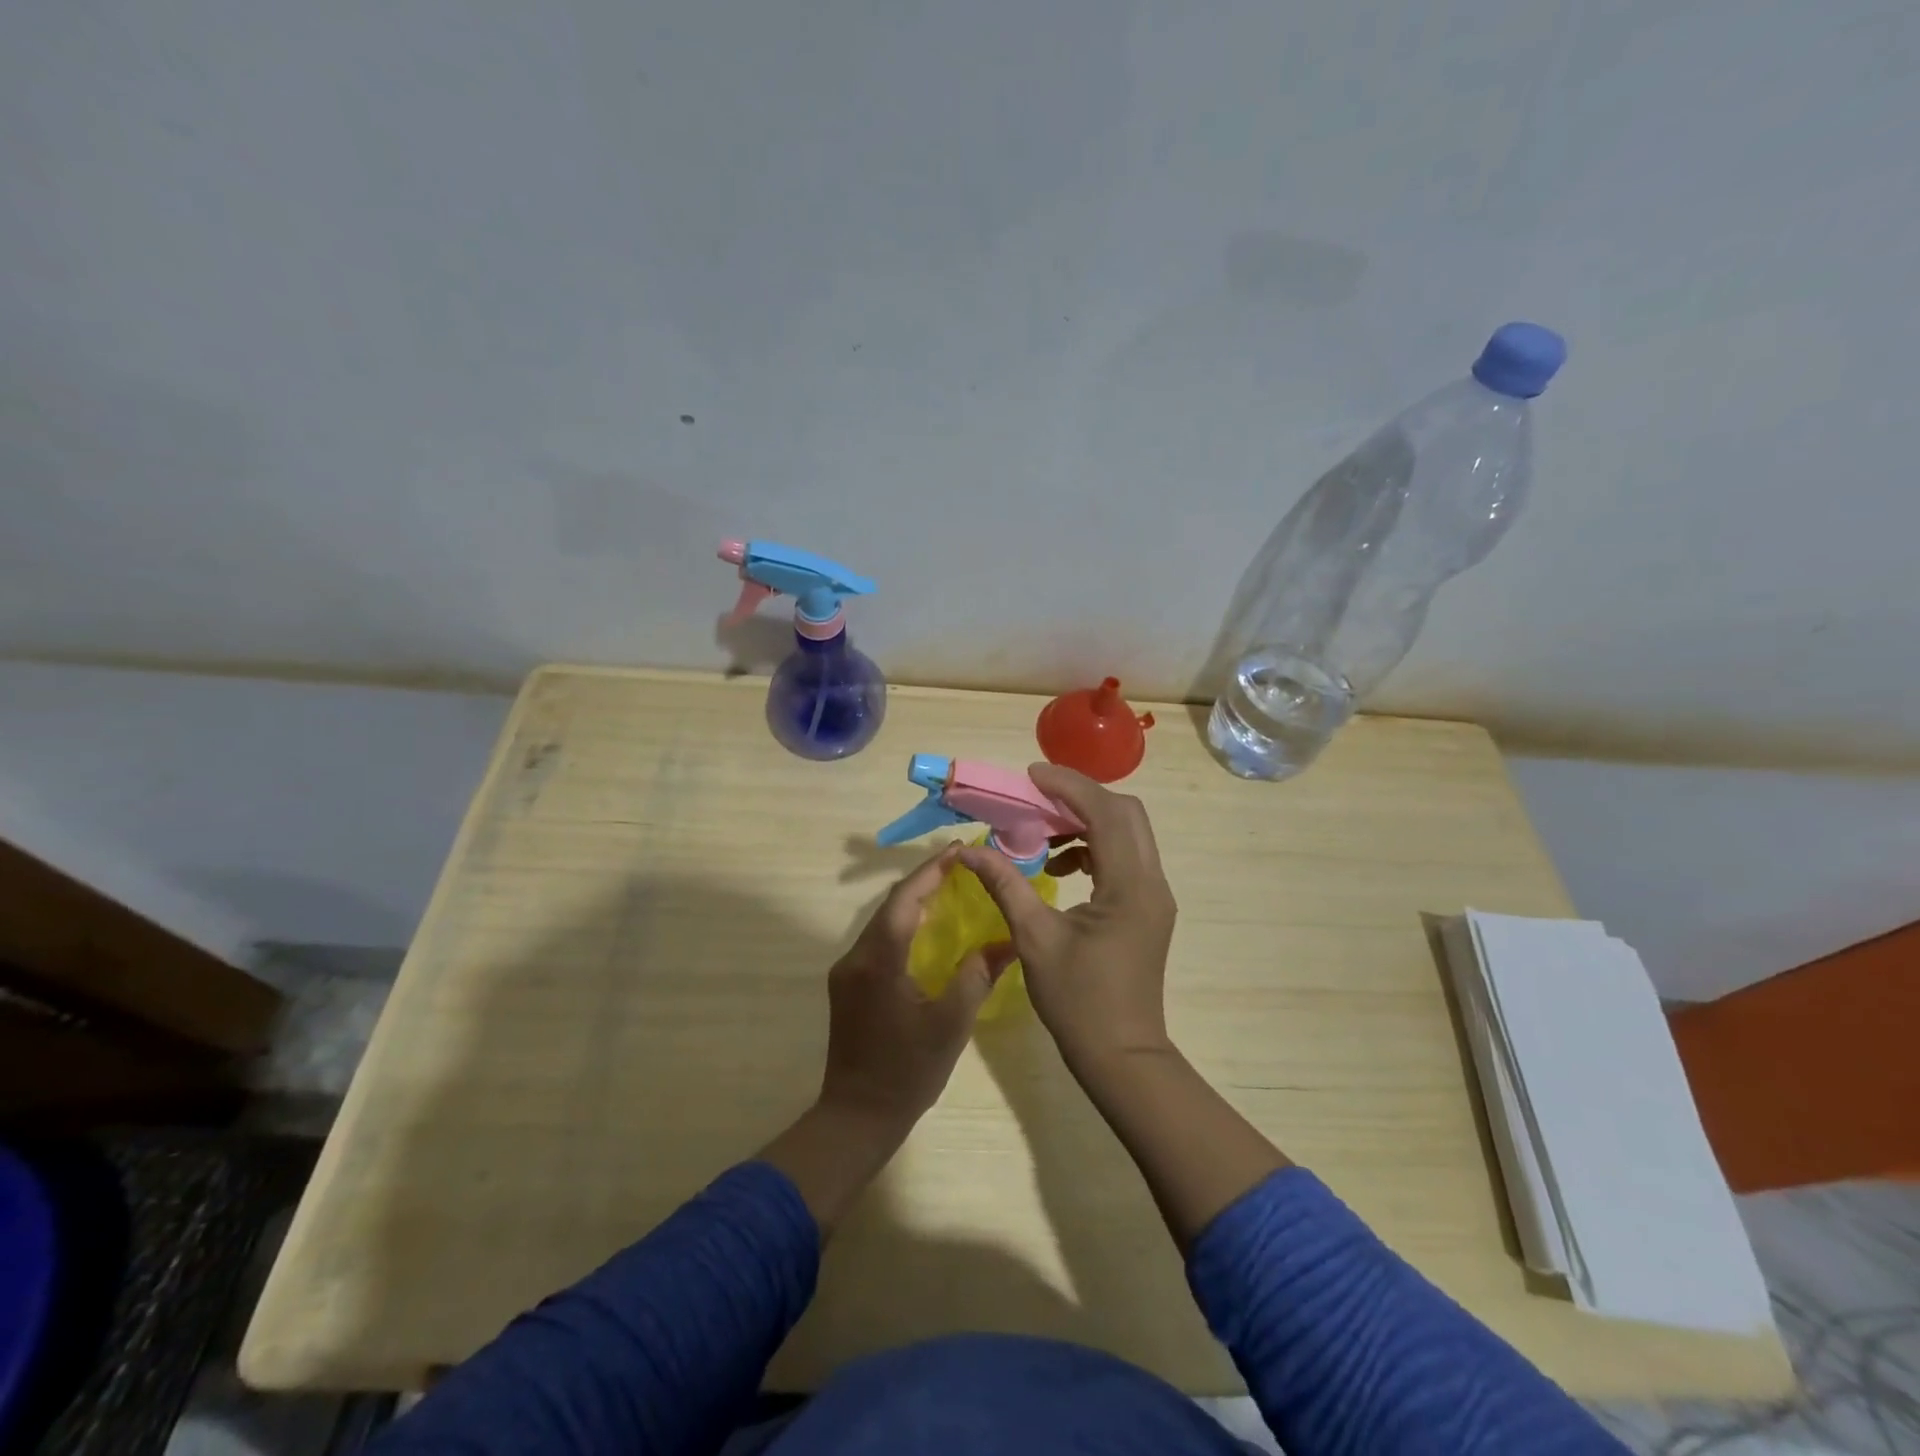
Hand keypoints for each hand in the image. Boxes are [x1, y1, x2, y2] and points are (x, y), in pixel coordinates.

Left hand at [819, 844, 1016, 1125]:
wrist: (857, 1116)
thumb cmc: (907, 1072)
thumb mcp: (951, 1025)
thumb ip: (976, 977)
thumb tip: (1006, 942)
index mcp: (879, 960)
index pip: (904, 899)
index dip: (931, 871)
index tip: (959, 851)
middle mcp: (855, 957)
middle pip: (890, 905)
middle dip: (924, 881)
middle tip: (959, 865)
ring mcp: (846, 971)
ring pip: (881, 922)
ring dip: (912, 902)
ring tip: (948, 888)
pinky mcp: (847, 986)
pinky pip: (877, 940)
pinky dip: (902, 925)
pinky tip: (925, 929)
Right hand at [957, 764, 1176, 1069]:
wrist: (1121, 1056)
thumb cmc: (1078, 1001)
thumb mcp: (1033, 938)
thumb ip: (1004, 884)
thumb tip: (968, 850)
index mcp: (1129, 885)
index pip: (1106, 813)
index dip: (1069, 786)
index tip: (1031, 775)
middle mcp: (1152, 881)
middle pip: (1125, 813)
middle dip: (1080, 797)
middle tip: (1035, 797)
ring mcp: (1155, 895)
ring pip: (1127, 833)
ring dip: (1087, 822)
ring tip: (1041, 833)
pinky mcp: (1148, 907)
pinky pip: (1125, 858)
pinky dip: (1094, 848)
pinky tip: (1059, 866)